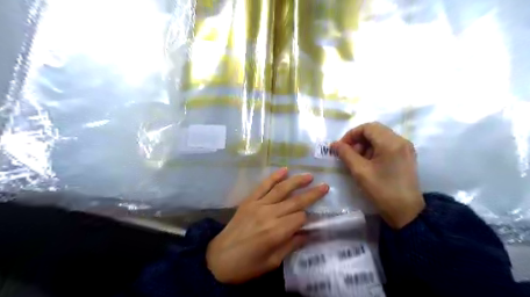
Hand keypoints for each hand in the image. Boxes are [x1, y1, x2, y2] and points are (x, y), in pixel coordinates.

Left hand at [206, 168, 327, 284]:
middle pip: (295, 201)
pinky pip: (263, 186)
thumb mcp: (272, 262)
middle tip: (325, 186)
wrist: (217, 259)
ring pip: (281, 189)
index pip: (300, 218)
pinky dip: (274, 177)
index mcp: (276, 232)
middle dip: (311, 194)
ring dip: (296, 181)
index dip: (307, 218)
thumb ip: (291, 245)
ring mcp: (258, 205)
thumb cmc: (246, 266)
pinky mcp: (249, 201)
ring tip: (309, 175)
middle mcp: (269, 214)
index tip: (311, 220)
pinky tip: (284, 170)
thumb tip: (307, 234)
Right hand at [330, 122, 425, 228]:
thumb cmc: (382, 191)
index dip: (351, 135)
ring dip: (365, 145)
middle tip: (348, 154)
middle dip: (358, 140)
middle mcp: (401, 140)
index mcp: (391, 143)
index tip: (341, 147)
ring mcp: (405, 148)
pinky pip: (387, 145)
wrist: (406, 212)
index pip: (367, 127)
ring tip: (358, 160)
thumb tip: (334, 144)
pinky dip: (374, 150)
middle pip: (374, 130)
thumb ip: (346, 154)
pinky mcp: (406, 156)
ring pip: (380, 137)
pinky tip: (369, 163)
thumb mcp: (360, 171)